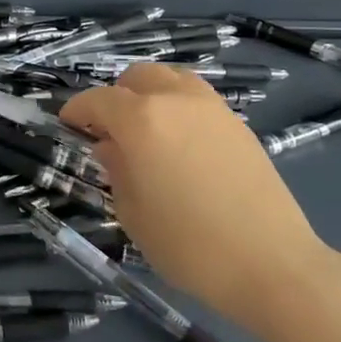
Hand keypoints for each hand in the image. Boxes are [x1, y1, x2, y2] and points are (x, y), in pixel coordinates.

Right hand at [60, 64, 339, 336]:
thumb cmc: (189, 245)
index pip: (98, 100)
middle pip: (137, 77)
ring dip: (151, 94)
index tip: (68, 125)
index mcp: (140, 120)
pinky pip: (198, 99)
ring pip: (172, 79)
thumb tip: (111, 148)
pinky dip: (179, 107)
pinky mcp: (239, 125)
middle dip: (116, 96)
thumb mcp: (133, 213)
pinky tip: (180, 143)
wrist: (272, 264)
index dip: (77, 110)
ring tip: (147, 129)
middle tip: (109, 129)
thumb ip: (116, 171)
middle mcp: (175, 100)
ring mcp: (212, 108)